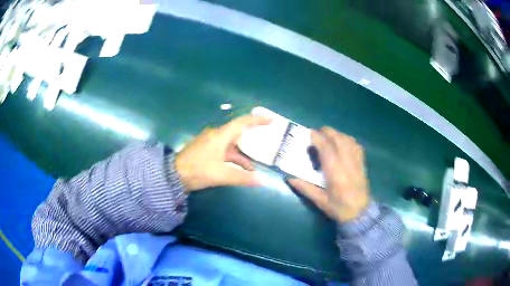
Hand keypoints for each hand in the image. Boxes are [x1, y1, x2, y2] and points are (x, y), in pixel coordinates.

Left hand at [175, 115, 270, 191]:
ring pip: (232, 144)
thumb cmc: (198, 171)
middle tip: (268, 138)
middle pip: (239, 132)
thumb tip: (263, 180)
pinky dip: (235, 158)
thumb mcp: (222, 175)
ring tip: (258, 162)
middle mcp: (216, 135)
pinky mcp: (207, 150)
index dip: (257, 119)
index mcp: (220, 136)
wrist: (173, 175)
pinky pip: (226, 151)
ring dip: (244, 153)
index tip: (271, 119)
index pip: (242, 122)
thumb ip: (243, 177)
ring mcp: (211, 143)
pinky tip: (243, 169)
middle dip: (253, 135)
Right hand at [288, 127, 369, 221]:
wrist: (360, 213)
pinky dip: (347, 139)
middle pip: (338, 139)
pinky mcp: (362, 163)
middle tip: (316, 134)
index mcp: (336, 173)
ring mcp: (356, 162)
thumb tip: (289, 178)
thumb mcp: (320, 201)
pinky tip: (341, 143)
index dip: (318, 138)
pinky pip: (356, 145)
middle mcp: (347, 163)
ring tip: (327, 137)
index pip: (327, 148)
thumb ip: (305, 188)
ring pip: (347, 139)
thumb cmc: (339, 208)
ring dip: (336, 134)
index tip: (309, 133)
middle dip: (326, 132)